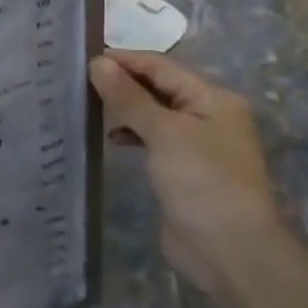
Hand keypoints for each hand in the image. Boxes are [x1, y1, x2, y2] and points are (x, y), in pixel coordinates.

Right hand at [88, 51, 291, 295]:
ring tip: (88, 107)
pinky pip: (153, 140)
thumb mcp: (163, 132)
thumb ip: (129, 97)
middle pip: (159, 88)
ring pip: (154, 115)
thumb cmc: (202, 181)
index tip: (83, 58)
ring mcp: (197, 145)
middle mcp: (208, 116)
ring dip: (125, 109)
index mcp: (213, 98)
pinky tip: (111, 139)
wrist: (230, 250)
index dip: (124, 60)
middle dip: (122, 83)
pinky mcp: (184, 171)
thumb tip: (98, 63)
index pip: (161, 67)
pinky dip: (132, 135)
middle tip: (78, 81)